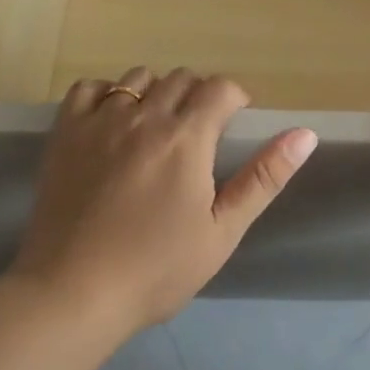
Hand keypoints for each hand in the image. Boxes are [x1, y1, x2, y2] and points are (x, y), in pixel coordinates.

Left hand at [9, 67, 316, 336]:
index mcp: (186, 139)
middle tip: (201, 133)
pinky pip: (89, 88)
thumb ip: (263, 178)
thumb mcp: (222, 231)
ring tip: (158, 128)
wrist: (74, 291)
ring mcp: (98, 122)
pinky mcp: (64, 134)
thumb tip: (305, 135)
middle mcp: (142, 117)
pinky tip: (113, 121)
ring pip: (137, 78)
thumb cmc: (157, 270)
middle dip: (200, 95)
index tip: (236, 122)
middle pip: (181, 78)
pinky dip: (108, 93)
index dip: (235, 98)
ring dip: (158, 92)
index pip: (220, 89)